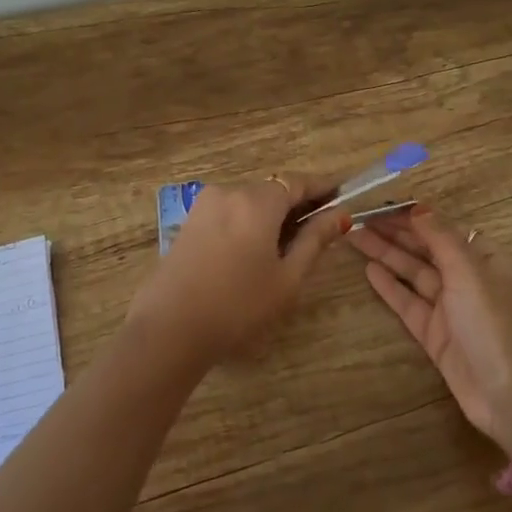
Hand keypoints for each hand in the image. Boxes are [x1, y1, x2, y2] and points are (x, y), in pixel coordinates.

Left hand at [129, 172, 351, 363]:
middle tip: (319, 230)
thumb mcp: (287, 277)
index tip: (342, 196)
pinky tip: (253, 254)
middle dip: (296, 204)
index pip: (297, 182)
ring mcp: (203, 207)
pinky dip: (247, 223)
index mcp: (256, 201)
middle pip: (272, 190)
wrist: (169, 330)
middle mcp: (228, 192)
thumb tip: (340, 216)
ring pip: (248, 202)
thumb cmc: (238, 306)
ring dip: (271, 216)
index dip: (322, 188)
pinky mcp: (188, 224)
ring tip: (287, 248)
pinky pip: (228, 213)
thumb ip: (315, 241)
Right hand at [351, 207, 511, 451]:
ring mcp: (451, 309)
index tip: (383, 206)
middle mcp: (470, 280)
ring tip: (354, 237)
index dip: (415, 217)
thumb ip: (442, 238)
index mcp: (488, 261)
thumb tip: (419, 208)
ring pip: (414, 274)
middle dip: (395, 233)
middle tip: (359, 219)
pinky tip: (369, 270)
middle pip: (428, 250)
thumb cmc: (493, 325)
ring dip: (387, 255)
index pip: (446, 230)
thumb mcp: (470, 273)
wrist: (506, 394)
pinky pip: (409, 303)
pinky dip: (390, 286)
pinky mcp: (436, 334)